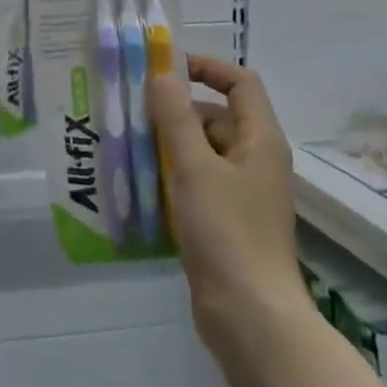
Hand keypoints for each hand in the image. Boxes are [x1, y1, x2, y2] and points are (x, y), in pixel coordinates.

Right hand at [149, 53, 303, 365]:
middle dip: (177, 111)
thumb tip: (162, 72)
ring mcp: (243, 193)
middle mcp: (256, 159)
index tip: (164, 70)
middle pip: (217, 115)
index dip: (206, 67)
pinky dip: (173, 176)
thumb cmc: (226, 233)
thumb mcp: (194, 167)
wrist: (251, 319)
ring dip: (170, 145)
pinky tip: (140, 185)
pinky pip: (199, 182)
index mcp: (260, 139)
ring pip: (204, 151)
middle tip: (131, 113)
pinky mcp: (228, 221)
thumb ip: (176, 117)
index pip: (240, 82)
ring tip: (126, 146)